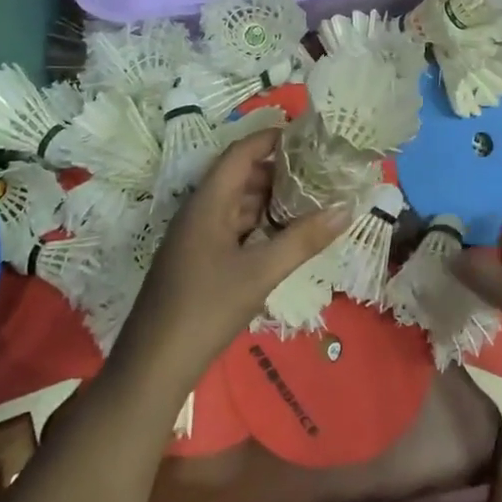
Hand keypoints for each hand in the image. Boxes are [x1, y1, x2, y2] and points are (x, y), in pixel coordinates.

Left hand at [117, 131, 347, 392]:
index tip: (307, 137)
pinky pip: (232, 227)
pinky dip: (258, 224)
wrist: (154, 364)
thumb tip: (346, 209)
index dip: (271, 138)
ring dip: (270, 198)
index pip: (241, 153)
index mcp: (208, 202)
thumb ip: (303, 239)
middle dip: (278, 170)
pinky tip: (284, 235)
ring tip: (310, 199)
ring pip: (237, 203)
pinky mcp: (198, 260)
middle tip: (318, 171)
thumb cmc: (206, 309)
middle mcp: (200, 211)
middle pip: (240, 176)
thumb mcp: (261, 272)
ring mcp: (196, 237)